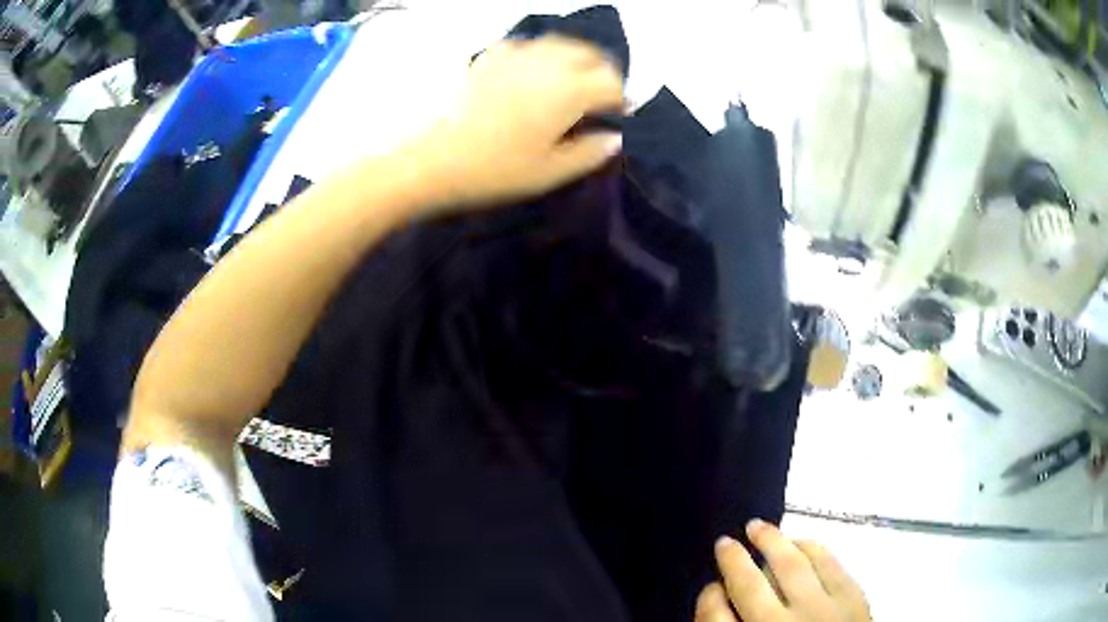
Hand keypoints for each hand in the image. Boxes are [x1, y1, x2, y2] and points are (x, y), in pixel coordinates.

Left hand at [410, 35, 623, 209]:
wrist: (432, 160)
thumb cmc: (494, 170)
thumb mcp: (550, 173)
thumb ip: (589, 153)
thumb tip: (615, 138)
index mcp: (568, 91)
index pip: (612, 83)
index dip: (621, 99)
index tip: (619, 116)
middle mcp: (547, 63)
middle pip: (591, 55)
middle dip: (603, 73)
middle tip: (600, 98)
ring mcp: (516, 55)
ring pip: (561, 43)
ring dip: (576, 59)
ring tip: (572, 81)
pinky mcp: (490, 57)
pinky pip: (528, 44)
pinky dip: (541, 54)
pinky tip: (535, 71)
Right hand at [695, 520, 870, 621]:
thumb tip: (721, 607)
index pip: (715, 618)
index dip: (708, 599)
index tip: (710, 588)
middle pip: (750, 586)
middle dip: (733, 561)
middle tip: (724, 542)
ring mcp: (820, 609)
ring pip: (791, 565)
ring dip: (771, 541)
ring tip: (757, 526)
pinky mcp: (852, 598)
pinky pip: (829, 563)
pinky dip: (811, 547)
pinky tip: (800, 542)